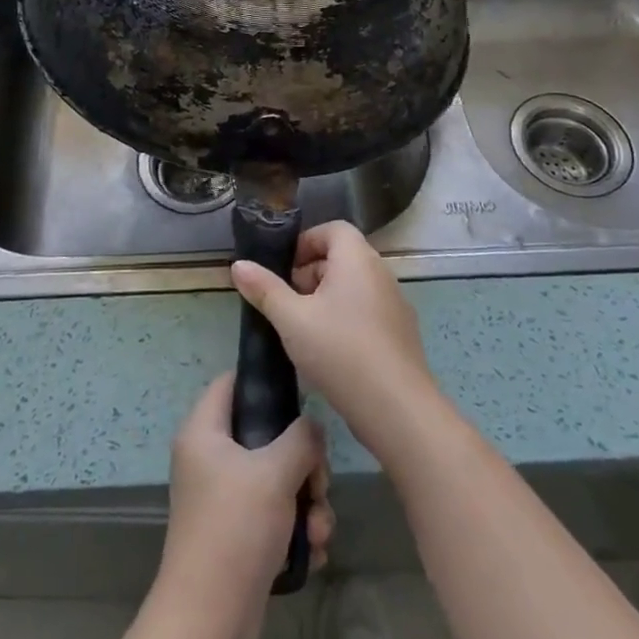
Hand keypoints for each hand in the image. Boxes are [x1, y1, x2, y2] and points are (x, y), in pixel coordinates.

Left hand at [152, 374, 332, 638]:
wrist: (210, 618)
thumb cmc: (235, 527)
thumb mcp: (275, 472)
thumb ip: (301, 439)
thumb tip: (312, 427)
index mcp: (204, 432)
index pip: (230, 382)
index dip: (263, 381)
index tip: (300, 393)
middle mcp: (210, 459)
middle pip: (265, 435)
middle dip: (303, 462)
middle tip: (319, 482)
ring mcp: (223, 498)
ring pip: (277, 479)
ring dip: (308, 502)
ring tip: (319, 528)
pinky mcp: (238, 533)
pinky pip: (275, 515)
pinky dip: (297, 530)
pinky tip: (313, 551)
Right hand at [231, 221, 440, 460]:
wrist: (397, 409)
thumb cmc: (340, 352)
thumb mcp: (292, 320)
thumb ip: (265, 289)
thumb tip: (238, 264)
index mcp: (357, 259)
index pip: (333, 229)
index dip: (306, 242)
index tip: (284, 270)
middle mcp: (380, 273)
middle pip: (342, 257)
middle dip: (310, 274)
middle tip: (287, 302)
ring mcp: (395, 304)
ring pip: (354, 287)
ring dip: (326, 299)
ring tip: (302, 329)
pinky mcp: (400, 334)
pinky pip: (367, 311)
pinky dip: (346, 319)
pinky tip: (329, 352)